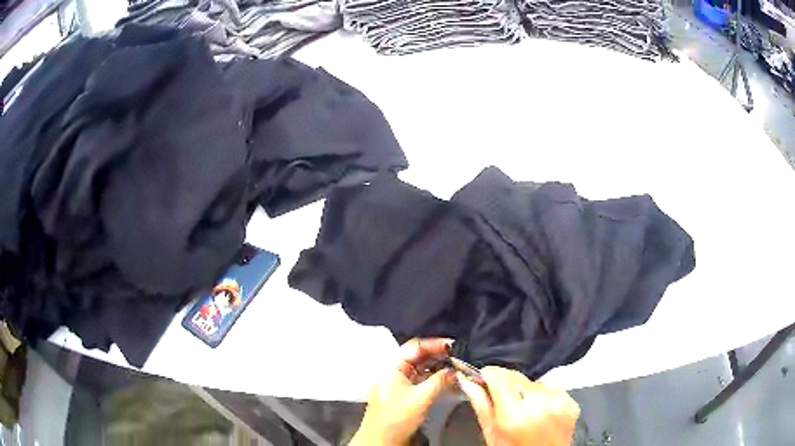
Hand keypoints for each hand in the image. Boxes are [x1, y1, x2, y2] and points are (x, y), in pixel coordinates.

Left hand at [350, 338, 455, 445]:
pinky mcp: (404, 395)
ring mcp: (399, 384)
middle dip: (440, 356)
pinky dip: (435, 379)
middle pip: (419, 357)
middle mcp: (394, 372)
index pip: (415, 346)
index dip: (435, 344)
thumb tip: (456, 370)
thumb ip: (440, 380)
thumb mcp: (420, 397)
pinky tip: (449, 381)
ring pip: (422, 369)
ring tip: (459, 368)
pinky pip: (422, 381)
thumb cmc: (396, 418)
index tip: (456, 346)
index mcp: (392, 367)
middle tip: (461, 357)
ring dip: (439, 368)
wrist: (381, 441)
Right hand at [457, 366, 579, 445]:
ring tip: (522, 410)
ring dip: (524, 389)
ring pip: (533, 381)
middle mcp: (539, 405)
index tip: (482, 378)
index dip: (488, 375)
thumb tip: (467, 382)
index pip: (499, 376)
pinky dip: (541, 395)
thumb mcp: (491, 435)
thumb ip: (481, 405)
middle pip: (517, 377)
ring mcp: (558, 402)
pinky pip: (550, 387)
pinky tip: (537, 411)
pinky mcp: (570, 402)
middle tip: (501, 400)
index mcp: (515, 415)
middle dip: (505, 384)